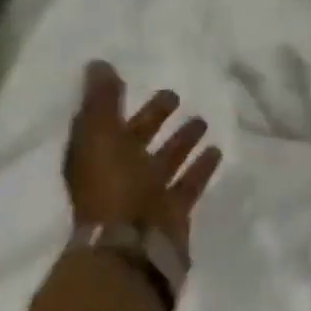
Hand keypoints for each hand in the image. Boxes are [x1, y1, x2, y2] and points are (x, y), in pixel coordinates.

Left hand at [63, 61, 222, 260]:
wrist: (133, 246)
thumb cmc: (114, 187)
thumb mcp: (102, 136)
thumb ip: (102, 101)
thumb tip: (97, 64)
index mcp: (93, 157)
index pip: (104, 123)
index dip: (118, 103)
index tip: (136, 80)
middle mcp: (117, 174)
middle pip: (136, 141)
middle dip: (154, 119)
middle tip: (175, 97)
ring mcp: (145, 194)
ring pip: (164, 161)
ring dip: (181, 142)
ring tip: (203, 122)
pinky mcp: (172, 210)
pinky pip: (188, 183)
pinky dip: (200, 168)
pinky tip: (217, 152)